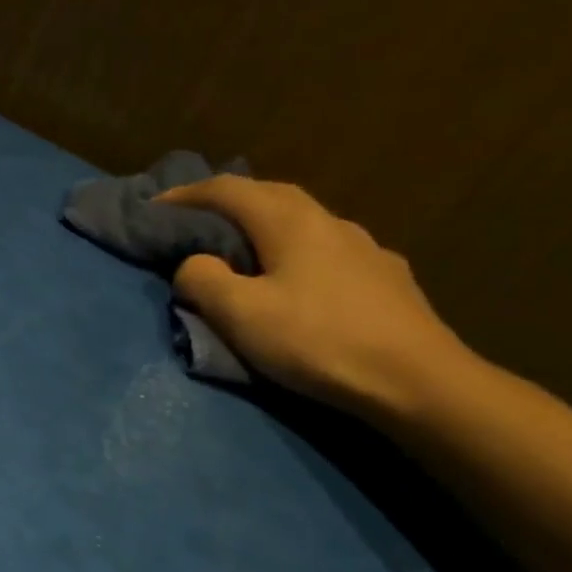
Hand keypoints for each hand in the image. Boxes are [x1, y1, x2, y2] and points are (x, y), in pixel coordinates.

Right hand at [157, 176, 473, 418]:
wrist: (418, 381)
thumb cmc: (318, 341)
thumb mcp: (240, 314)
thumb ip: (203, 280)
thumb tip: (193, 264)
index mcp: (290, 223)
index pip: (229, 190)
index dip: (186, 194)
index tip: (153, 207)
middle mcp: (329, 223)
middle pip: (270, 195)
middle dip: (227, 200)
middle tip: (194, 220)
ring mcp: (365, 248)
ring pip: (303, 220)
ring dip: (265, 224)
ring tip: (243, 248)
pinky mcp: (385, 278)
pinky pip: (328, 249)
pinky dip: (297, 250)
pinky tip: (299, 278)